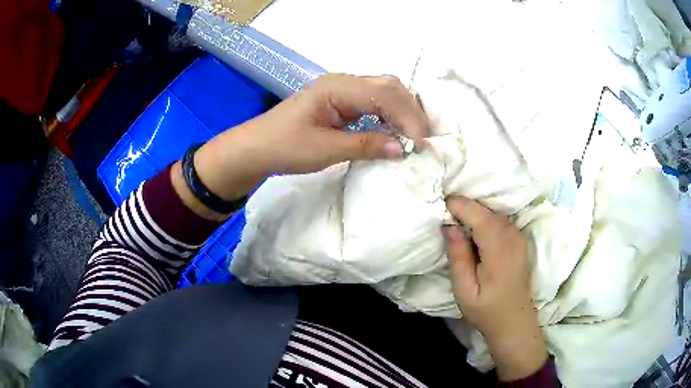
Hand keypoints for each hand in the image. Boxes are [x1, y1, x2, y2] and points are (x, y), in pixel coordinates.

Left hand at [189, 74, 429, 203]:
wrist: (256, 148)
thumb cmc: (285, 147)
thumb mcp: (325, 150)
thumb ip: (366, 146)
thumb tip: (403, 149)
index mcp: (338, 87)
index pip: (385, 94)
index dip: (408, 118)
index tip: (421, 145)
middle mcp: (343, 82)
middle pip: (389, 87)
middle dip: (411, 111)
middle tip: (424, 140)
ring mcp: (342, 90)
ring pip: (384, 92)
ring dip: (403, 112)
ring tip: (415, 137)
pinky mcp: (341, 102)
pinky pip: (373, 103)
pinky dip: (389, 116)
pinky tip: (395, 132)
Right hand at [442, 196, 546, 380]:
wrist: (515, 321)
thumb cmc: (486, 310)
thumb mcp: (465, 290)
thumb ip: (458, 256)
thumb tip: (449, 225)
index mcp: (500, 251)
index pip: (480, 217)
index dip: (460, 206)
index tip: (440, 202)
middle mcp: (513, 238)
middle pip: (487, 211)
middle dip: (465, 205)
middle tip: (443, 208)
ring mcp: (519, 237)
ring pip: (494, 213)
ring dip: (475, 210)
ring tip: (454, 215)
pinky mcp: (519, 239)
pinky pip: (500, 219)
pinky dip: (485, 216)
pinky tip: (473, 226)